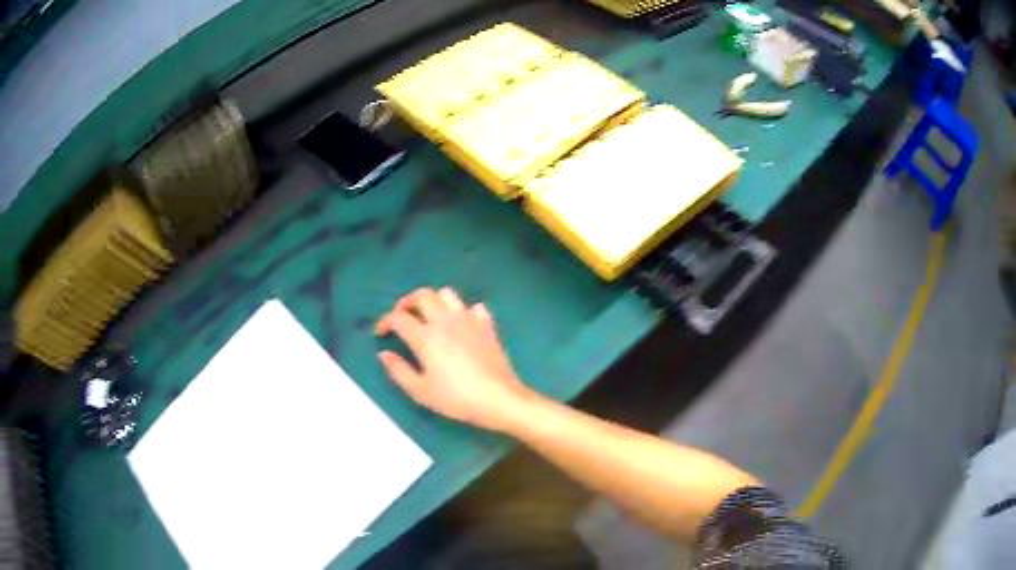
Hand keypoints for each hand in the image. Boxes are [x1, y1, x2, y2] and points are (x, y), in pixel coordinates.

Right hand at [375, 287, 537, 432]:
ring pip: (447, 294)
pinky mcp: (487, 325)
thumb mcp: (420, 391)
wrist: (498, 398)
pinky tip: (460, 324)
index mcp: (425, 336)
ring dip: (433, 300)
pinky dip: (463, 311)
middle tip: (401, 316)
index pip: (398, 317)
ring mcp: (468, 319)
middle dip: (406, 302)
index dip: (384, 321)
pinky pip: (473, 306)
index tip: (380, 332)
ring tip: (429, 316)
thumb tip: (384, 354)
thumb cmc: (456, 398)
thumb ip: (398, 370)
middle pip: (422, 295)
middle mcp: (445, 320)